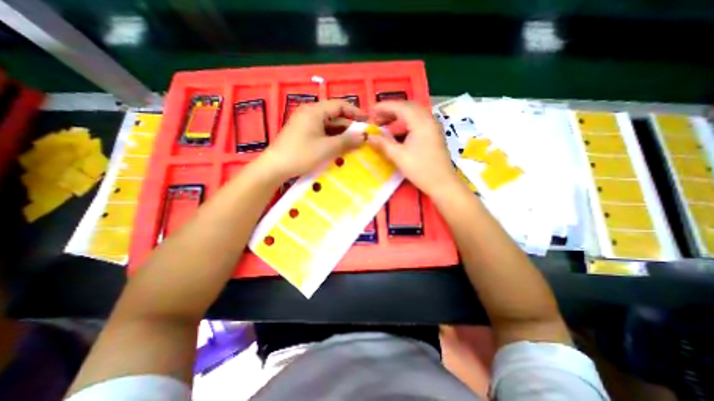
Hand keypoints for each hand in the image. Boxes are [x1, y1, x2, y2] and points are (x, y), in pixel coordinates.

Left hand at [258, 101, 366, 181]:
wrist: (275, 167)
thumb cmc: (301, 154)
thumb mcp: (327, 148)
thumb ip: (347, 141)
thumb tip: (364, 137)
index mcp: (315, 111)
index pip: (340, 105)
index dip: (355, 112)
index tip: (367, 121)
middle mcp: (310, 114)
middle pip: (334, 116)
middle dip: (349, 127)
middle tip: (363, 137)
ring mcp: (305, 124)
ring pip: (328, 126)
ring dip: (341, 135)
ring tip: (354, 145)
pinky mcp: (303, 134)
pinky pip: (322, 133)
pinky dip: (332, 139)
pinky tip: (340, 148)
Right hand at [365, 101, 459, 196]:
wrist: (442, 183)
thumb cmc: (421, 170)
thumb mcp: (399, 157)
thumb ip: (383, 144)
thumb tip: (369, 137)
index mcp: (421, 122)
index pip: (400, 107)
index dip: (383, 107)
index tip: (370, 111)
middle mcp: (428, 120)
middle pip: (407, 107)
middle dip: (390, 110)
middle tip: (375, 118)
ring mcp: (432, 127)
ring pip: (413, 114)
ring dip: (397, 116)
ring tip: (383, 124)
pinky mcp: (433, 134)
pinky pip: (417, 122)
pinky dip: (404, 123)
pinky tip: (397, 132)